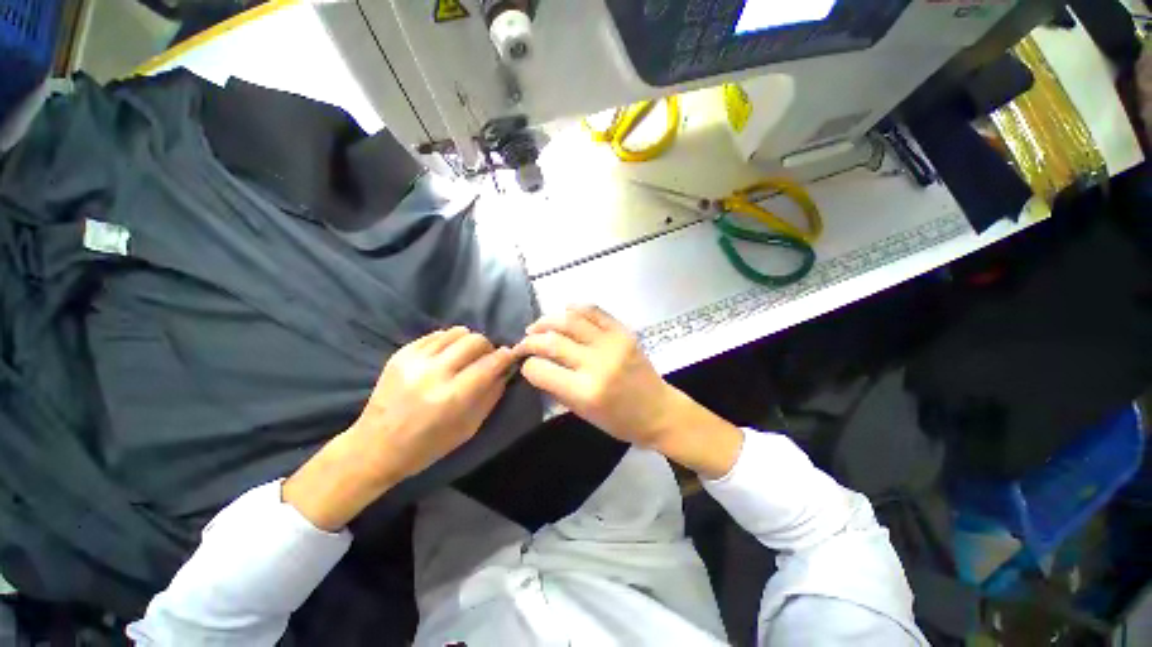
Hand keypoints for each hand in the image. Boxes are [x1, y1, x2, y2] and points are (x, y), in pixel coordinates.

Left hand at [284, 328, 514, 529]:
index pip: (490, 363)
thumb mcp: (469, 428)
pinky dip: (449, 342)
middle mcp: (433, 373)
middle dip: (488, 347)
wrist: (374, 447)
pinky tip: (447, 356)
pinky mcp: (401, 353)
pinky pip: (437, 335)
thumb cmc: (427, 446)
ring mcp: (414, 360)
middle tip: (487, 359)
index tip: (512, 355)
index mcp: (452, 397)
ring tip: (466, 357)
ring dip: (469, 342)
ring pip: (457, 332)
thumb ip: (491, 395)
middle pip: (475, 340)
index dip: (506, 356)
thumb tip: (506, 370)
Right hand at [514, 306, 741, 477]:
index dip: (527, 365)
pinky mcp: (623, 332)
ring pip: (570, 320)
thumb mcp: (583, 414)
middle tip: (524, 342)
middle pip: (552, 341)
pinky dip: (575, 308)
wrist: (659, 410)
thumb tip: (536, 365)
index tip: (525, 363)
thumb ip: (557, 388)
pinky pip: (595, 311)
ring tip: (538, 326)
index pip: (541, 370)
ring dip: (547, 320)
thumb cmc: (619, 420)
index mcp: (585, 392)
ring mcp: (612, 344)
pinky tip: (564, 311)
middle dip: (531, 340)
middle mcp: (597, 364)